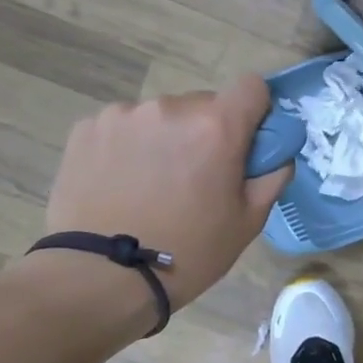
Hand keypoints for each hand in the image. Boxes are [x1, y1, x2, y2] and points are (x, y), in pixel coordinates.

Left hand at [31, 75, 291, 315]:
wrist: (101, 276)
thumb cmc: (189, 252)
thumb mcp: (249, 222)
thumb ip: (272, 176)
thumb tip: (277, 154)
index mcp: (217, 127)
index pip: (252, 86)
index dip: (256, 111)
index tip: (248, 142)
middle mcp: (170, 107)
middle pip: (204, 104)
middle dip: (208, 132)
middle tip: (198, 178)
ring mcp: (123, 115)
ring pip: (161, 117)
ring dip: (167, 139)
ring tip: (154, 186)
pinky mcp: (86, 128)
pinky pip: (124, 128)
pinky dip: (130, 148)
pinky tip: (123, 185)